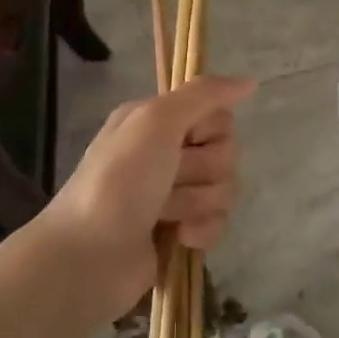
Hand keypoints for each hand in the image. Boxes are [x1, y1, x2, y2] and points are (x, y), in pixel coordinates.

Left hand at [35, 75, 254, 326]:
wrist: (89, 256)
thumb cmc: (119, 181)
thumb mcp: (155, 121)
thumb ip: (203, 95)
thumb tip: (249, 81)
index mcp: (157, 122)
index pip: (218, 115)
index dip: (210, 130)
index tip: (185, 140)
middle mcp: (166, 153)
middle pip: (225, 153)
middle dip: (203, 170)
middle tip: (168, 179)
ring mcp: (175, 195)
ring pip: (224, 189)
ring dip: (198, 202)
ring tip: (165, 214)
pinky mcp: (182, 232)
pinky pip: (219, 223)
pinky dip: (203, 231)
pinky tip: (180, 238)